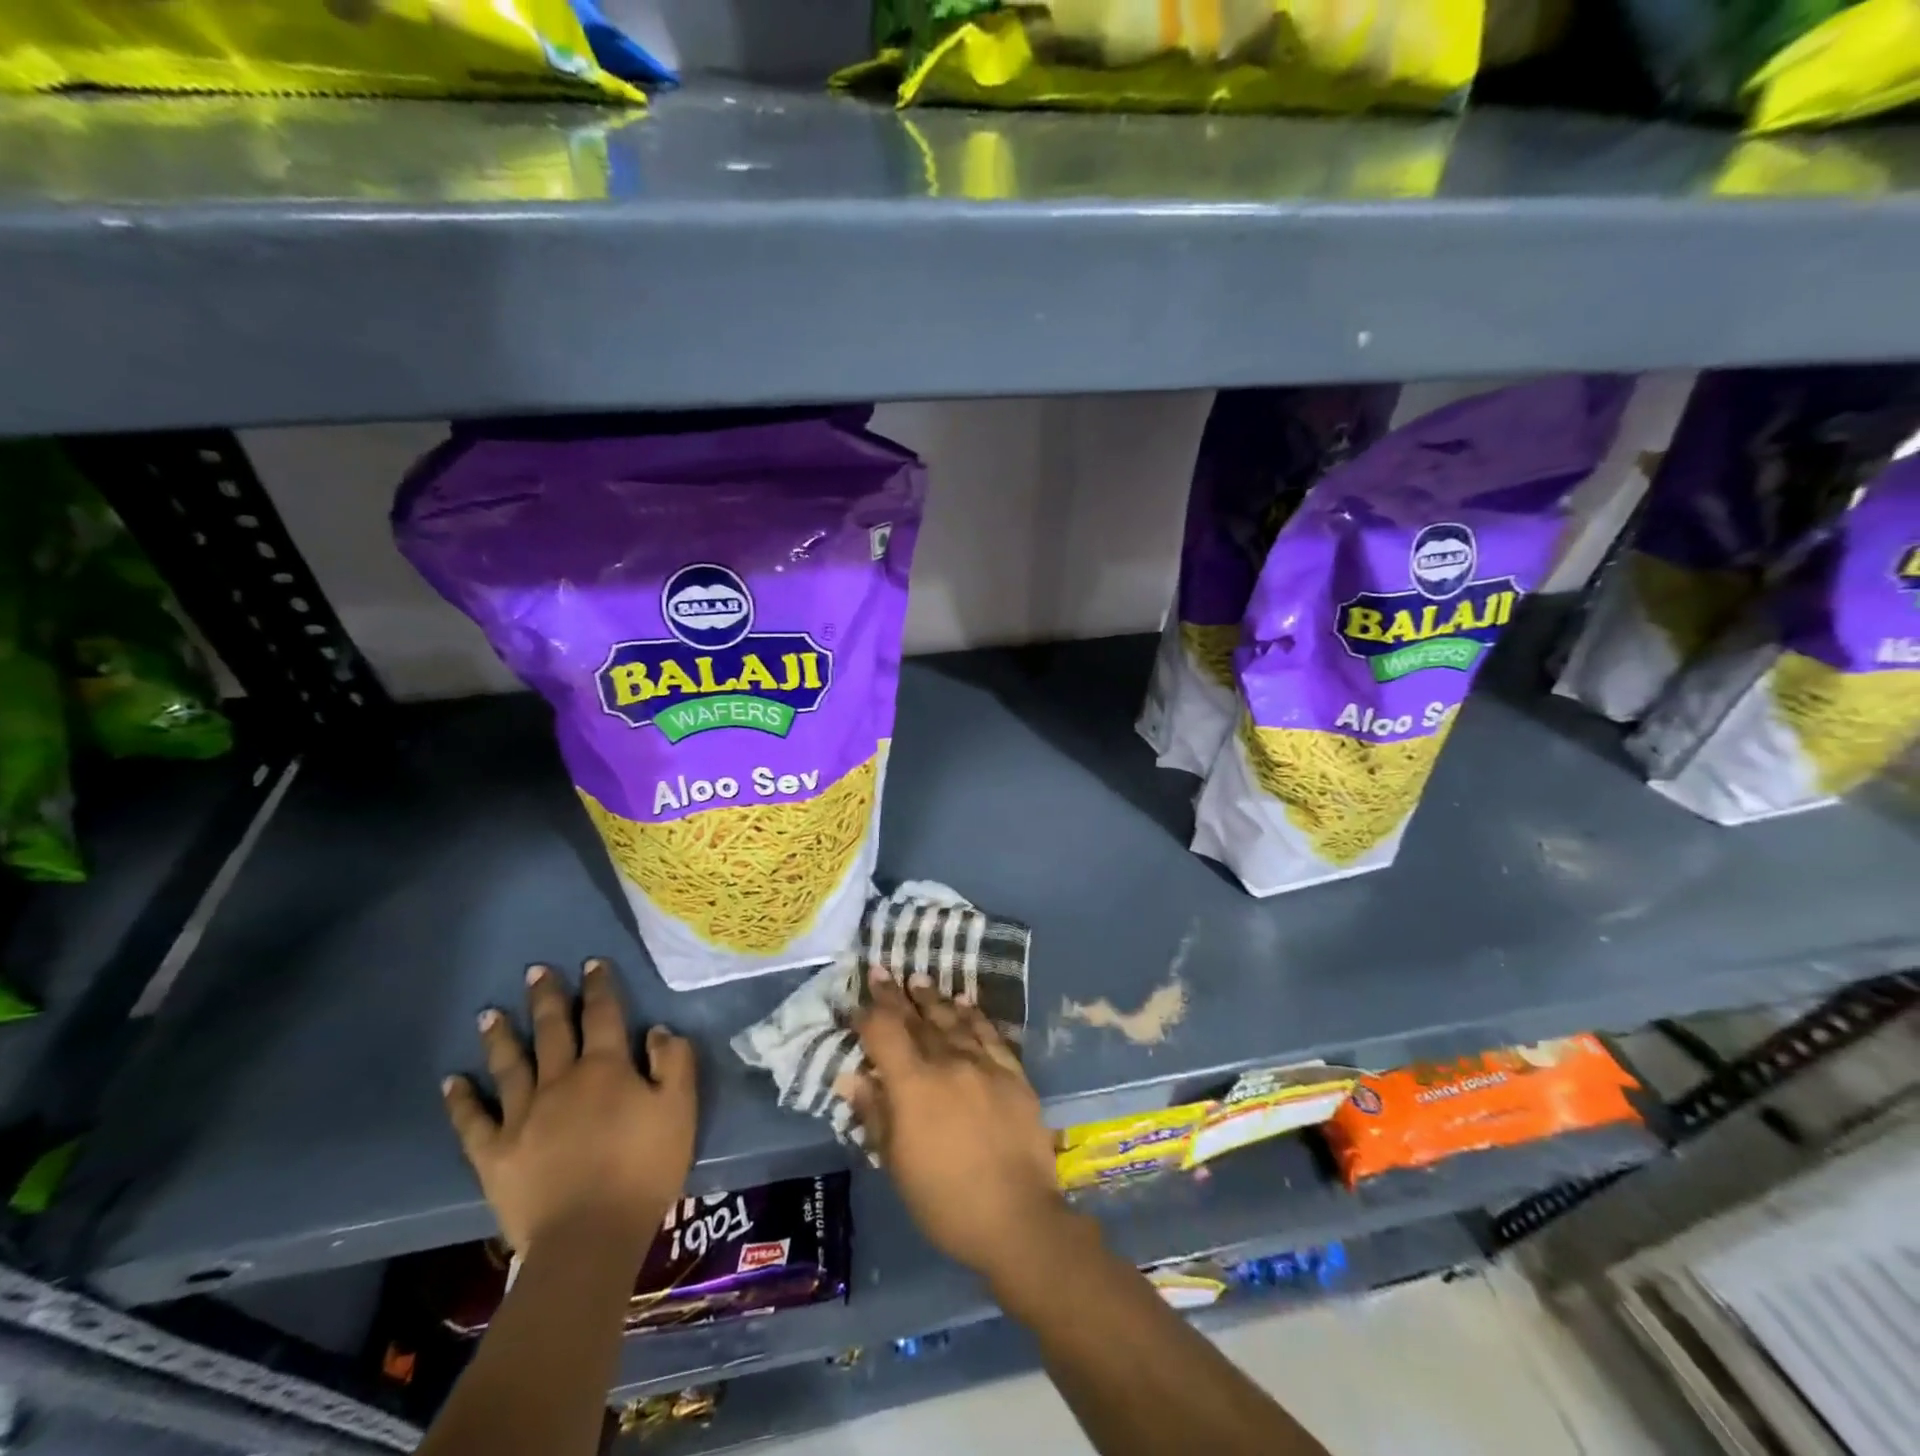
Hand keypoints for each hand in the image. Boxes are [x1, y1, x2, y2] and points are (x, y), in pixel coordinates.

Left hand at [443, 959, 695, 1260]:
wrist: (589, 1239)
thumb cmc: (643, 1169)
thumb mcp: (680, 1109)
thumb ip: (673, 1062)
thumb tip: (656, 1030)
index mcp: (605, 1068)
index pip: (603, 1014)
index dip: (599, 986)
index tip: (592, 963)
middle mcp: (560, 1081)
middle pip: (552, 1030)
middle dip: (547, 998)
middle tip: (535, 971)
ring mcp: (521, 1117)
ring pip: (509, 1065)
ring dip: (500, 1036)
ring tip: (489, 1012)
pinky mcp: (494, 1155)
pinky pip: (473, 1121)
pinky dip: (461, 1100)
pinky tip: (452, 1081)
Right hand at [849, 970, 1065, 1282]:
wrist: (1016, 1217)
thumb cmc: (944, 1200)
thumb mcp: (897, 1164)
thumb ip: (875, 1114)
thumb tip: (851, 1077)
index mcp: (913, 1085)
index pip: (884, 1034)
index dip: (868, 1014)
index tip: (857, 999)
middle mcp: (947, 1062)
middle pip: (916, 1020)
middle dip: (896, 995)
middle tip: (882, 970)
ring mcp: (983, 1064)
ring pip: (952, 1020)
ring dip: (933, 998)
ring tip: (918, 979)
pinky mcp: (1012, 1073)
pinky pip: (989, 1034)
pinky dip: (973, 1015)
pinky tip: (964, 1002)